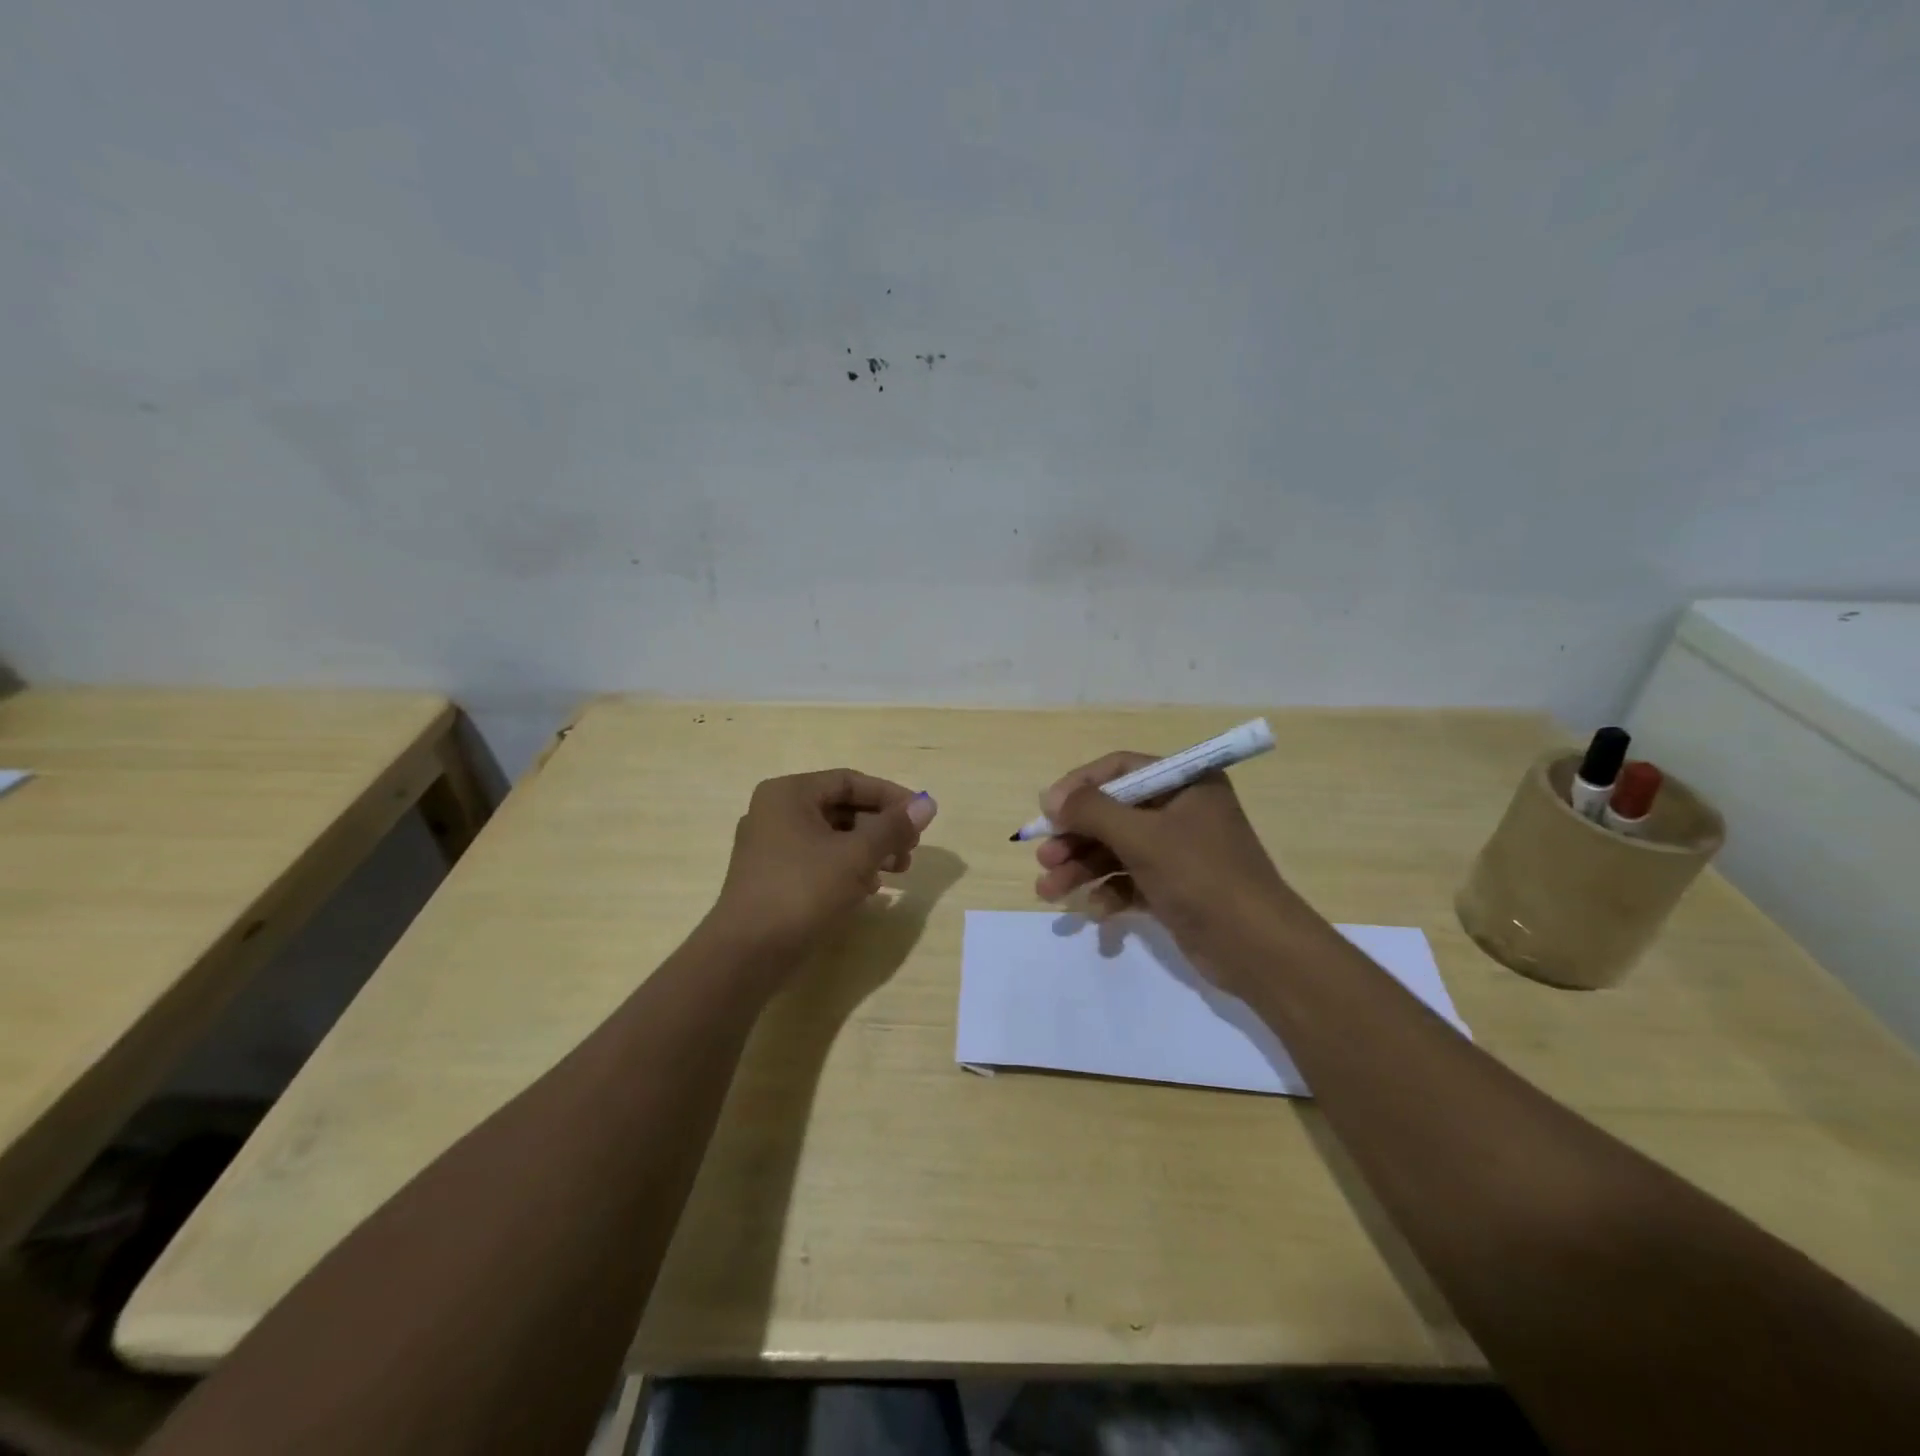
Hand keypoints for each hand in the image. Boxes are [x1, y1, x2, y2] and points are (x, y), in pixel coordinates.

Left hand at [710, 769, 937, 964]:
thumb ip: (893, 827)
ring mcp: (770, 846)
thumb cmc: (802, 891)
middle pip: (841, 808)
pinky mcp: (772, 877)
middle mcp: (775, 812)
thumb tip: (928, 804)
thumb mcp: (856, 856)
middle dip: (882, 827)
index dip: (890, 796)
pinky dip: (847, 867)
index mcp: (789, 794)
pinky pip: (818, 860)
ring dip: (869, 849)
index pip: (850, 781)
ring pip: (832, 837)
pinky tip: (870, 888)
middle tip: (912, 849)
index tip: (921, 816)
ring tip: (898, 871)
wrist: (747, 953)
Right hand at [1032, 752, 1312, 991]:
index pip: (1120, 769)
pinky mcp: (1174, 887)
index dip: (1079, 787)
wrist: (1257, 948)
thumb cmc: (1201, 876)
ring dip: (1081, 868)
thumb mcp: (1142, 837)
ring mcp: (1178, 851)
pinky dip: (1109, 892)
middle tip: (1044, 858)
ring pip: (1116, 850)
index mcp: (1185, 783)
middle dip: (1075, 837)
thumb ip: (1092, 811)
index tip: (1047, 811)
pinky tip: (1096, 911)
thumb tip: (1051, 798)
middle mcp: (1181, 810)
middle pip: (1113, 813)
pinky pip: (1130, 880)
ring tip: (1048, 890)